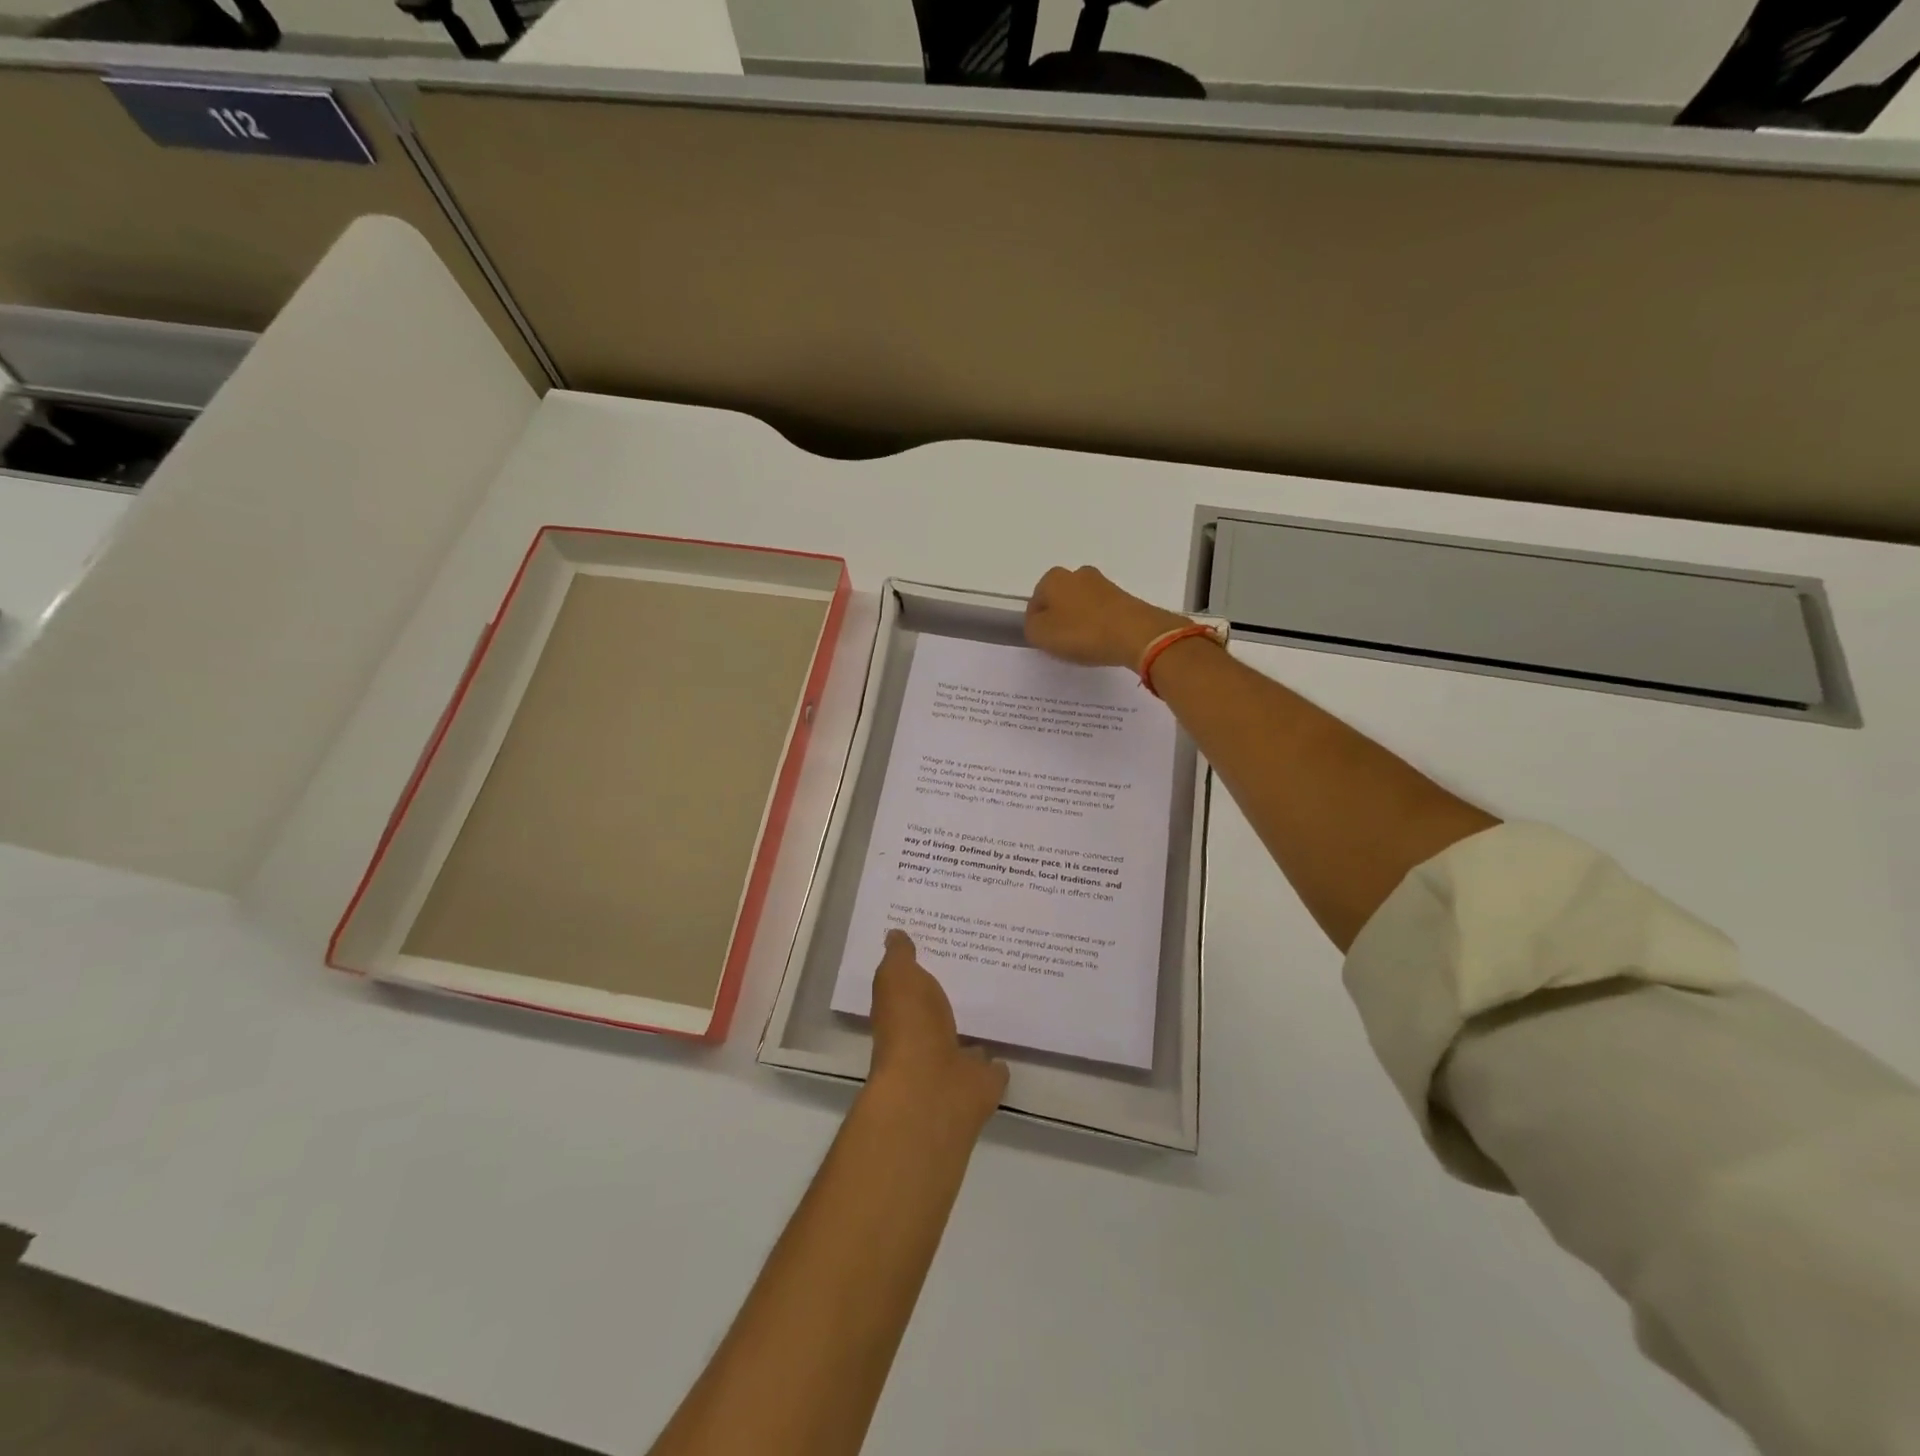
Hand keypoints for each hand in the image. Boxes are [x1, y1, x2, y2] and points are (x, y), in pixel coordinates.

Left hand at [866, 930, 1007, 1135]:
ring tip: (998, 1000)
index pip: (911, 985)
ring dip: (975, 1027)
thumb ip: (900, 956)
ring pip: (966, 1039)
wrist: (932, 1087)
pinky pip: (992, 1065)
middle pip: (940, 1012)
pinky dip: (997, 1059)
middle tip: (980, 965)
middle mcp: (924, 1038)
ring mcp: (953, 1063)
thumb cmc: (909, 1026)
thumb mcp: (898, 977)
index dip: (923, 966)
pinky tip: (1010, 1041)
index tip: (944, 943)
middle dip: (954, 994)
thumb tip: (895, 934)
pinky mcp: (981, 1081)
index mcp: (901, 1012)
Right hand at [1025, 565, 1189, 670]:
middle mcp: (1077, 574)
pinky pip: (1101, 613)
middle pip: (1059, 602)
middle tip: (1064, 645)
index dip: (1037, 626)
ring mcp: (1103, 584)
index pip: (1035, 604)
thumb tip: (1038, 622)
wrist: (1136, 634)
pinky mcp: (1123, 597)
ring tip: (1085, 646)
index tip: (1047, 643)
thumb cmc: (1082, 633)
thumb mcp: (1041, 635)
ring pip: (1081, 606)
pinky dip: (1098, 626)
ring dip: (1079, 623)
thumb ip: (1031, 627)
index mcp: (1053, 578)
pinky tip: (1102, 642)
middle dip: (1059, 621)